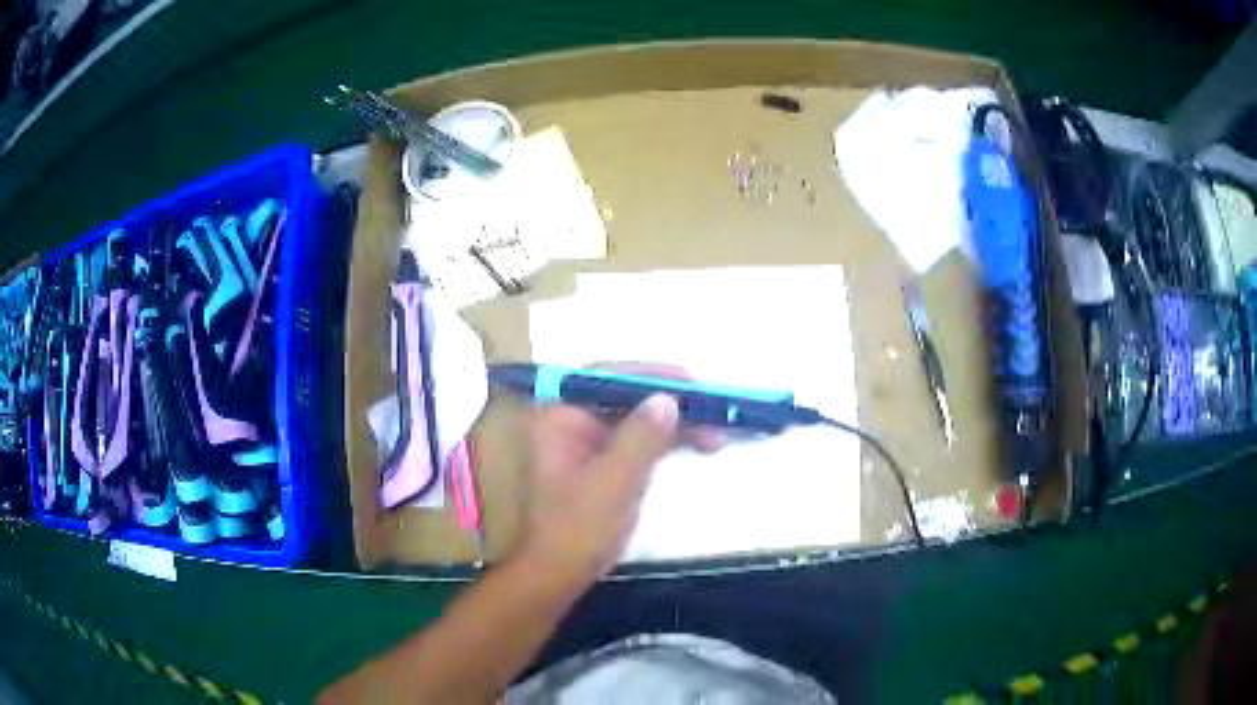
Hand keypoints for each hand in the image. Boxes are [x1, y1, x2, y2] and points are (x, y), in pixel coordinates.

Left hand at [515, 365, 720, 586]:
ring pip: (638, 417)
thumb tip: (668, 399)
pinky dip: (669, 440)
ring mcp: (588, 442)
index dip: (652, 375)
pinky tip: (698, 444)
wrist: (560, 574)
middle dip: (671, 400)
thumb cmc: (579, 529)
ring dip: (677, 421)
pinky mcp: (604, 463)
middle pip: (627, 394)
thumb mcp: (614, 482)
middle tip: (713, 409)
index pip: (608, 376)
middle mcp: (573, 421)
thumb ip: (641, 437)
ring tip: (717, 432)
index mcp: (562, 417)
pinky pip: (640, 439)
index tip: (692, 384)